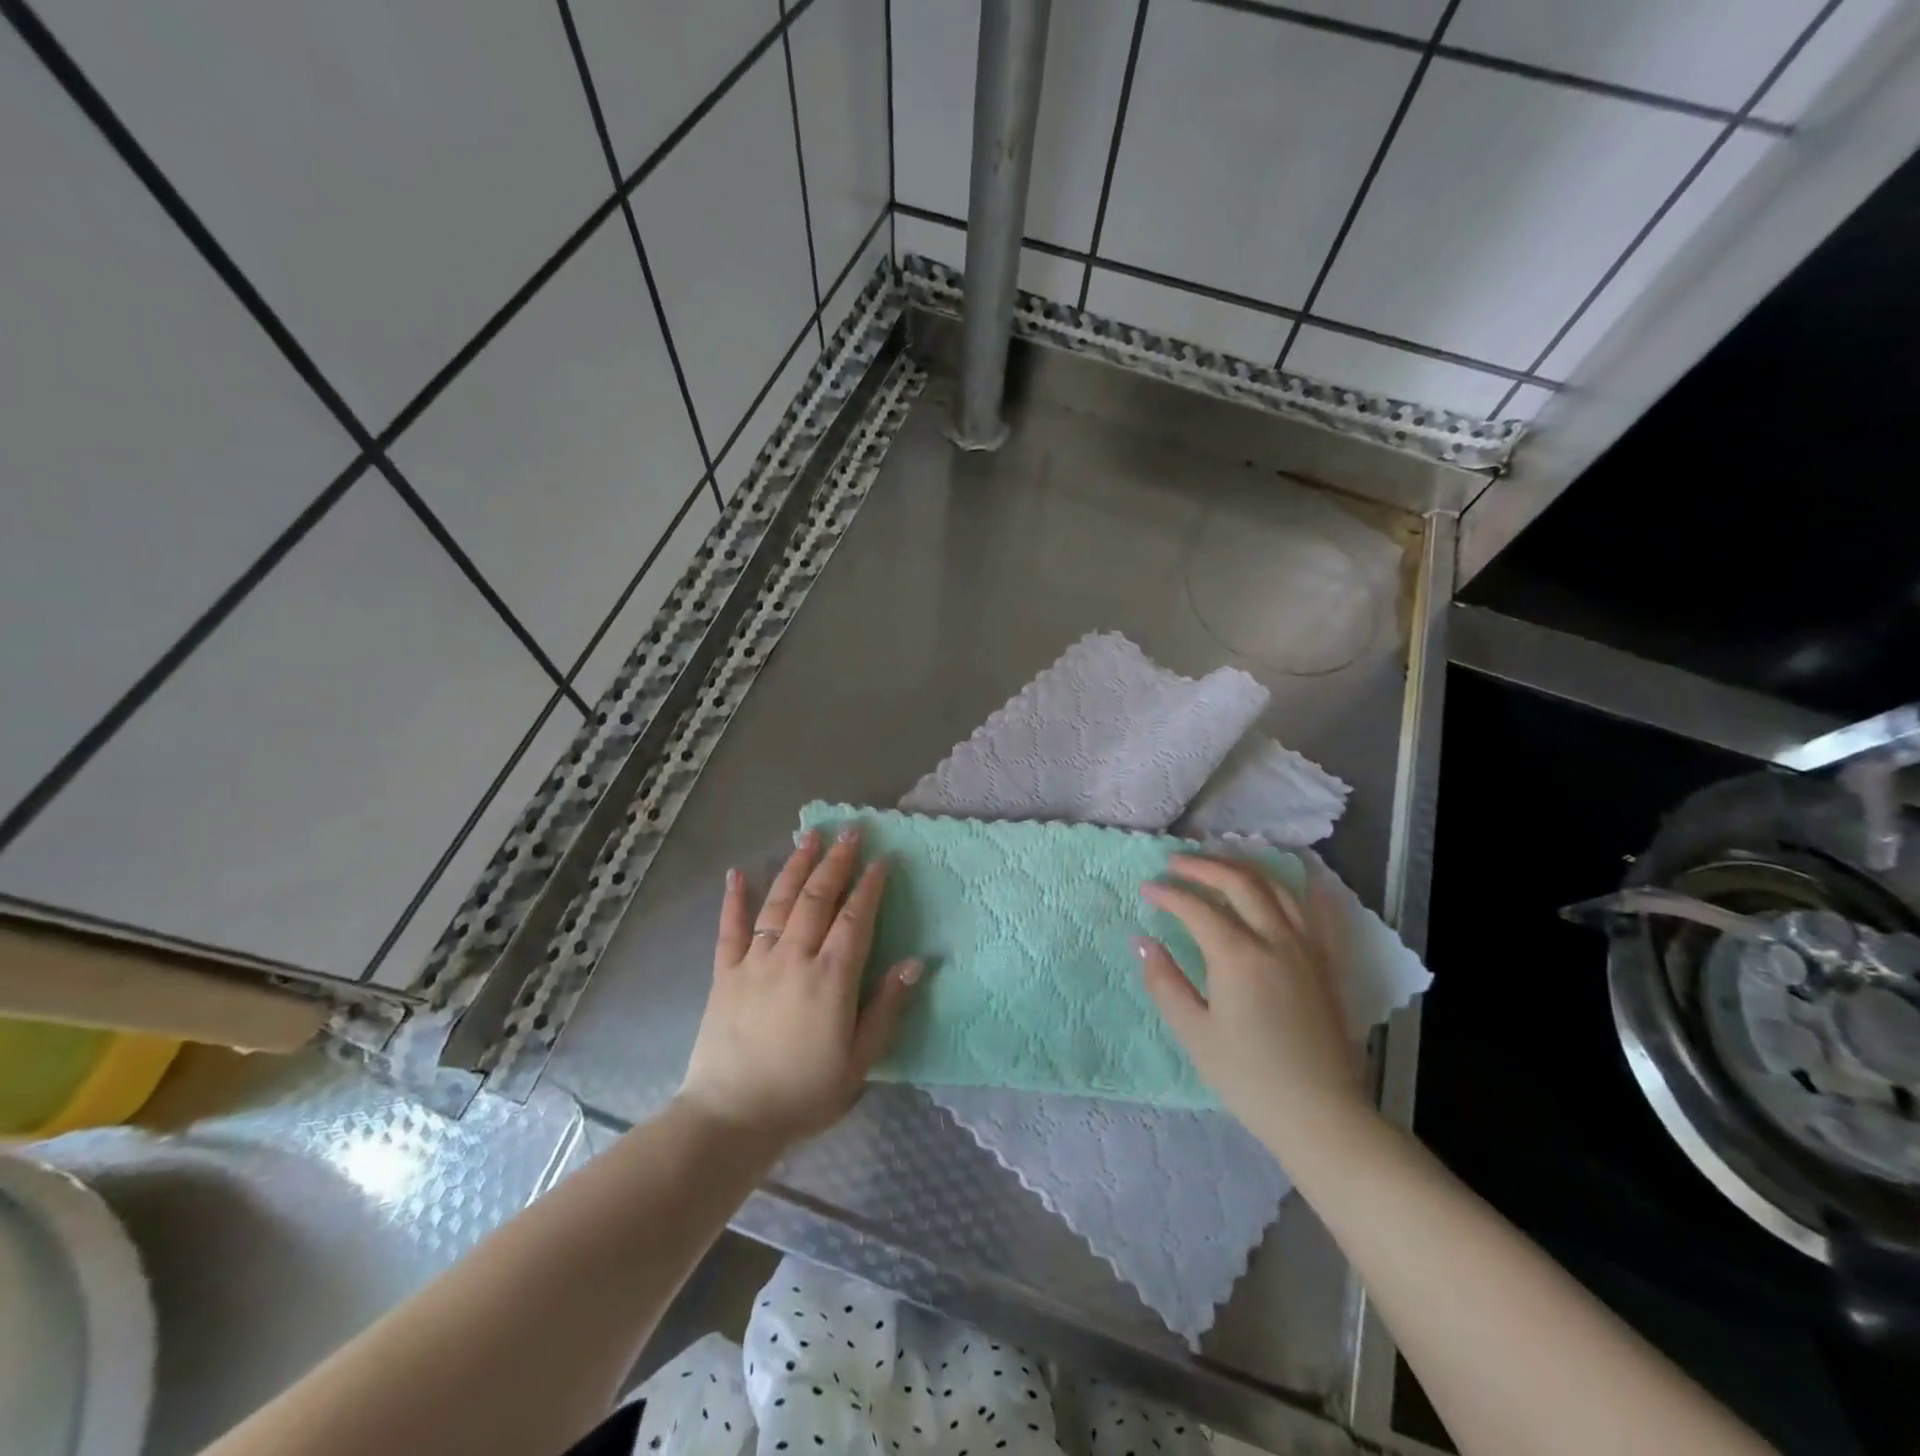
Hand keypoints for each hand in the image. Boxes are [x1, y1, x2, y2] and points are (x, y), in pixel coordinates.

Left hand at [679, 828, 921, 1143]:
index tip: (882, 860)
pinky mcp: (724, 973)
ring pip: (779, 902)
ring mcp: (755, 961)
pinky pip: (730, 928)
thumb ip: (886, 1007)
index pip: (855, 919)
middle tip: (851, 832)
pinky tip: (738, 872)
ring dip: (796, 866)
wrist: (731, 1117)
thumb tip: (916, 962)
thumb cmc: (804, 1092)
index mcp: (830, 978)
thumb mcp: (860, 1060)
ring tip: (810, 837)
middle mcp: (794, 958)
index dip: (870, 887)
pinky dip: (734, 898)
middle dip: (837, 862)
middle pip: (818, 899)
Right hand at [1138, 855, 1367, 1149]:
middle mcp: (1275, 939)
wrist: (1320, 1114)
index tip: (1147, 889)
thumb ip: (1165, 982)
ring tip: (1219, 865)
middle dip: (1202, 867)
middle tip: (1175, 863)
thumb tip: (1142, 942)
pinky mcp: (1327, 964)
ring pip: (1277, 889)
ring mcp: (1307, 948)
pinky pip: (1318, 914)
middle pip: (1238, 882)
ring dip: (1244, 869)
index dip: (1168, 893)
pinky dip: (1302, 890)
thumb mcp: (1194, 1033)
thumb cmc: (1248, 1077)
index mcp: (1238, 956)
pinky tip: (1296, 881)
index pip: (1196, 908)